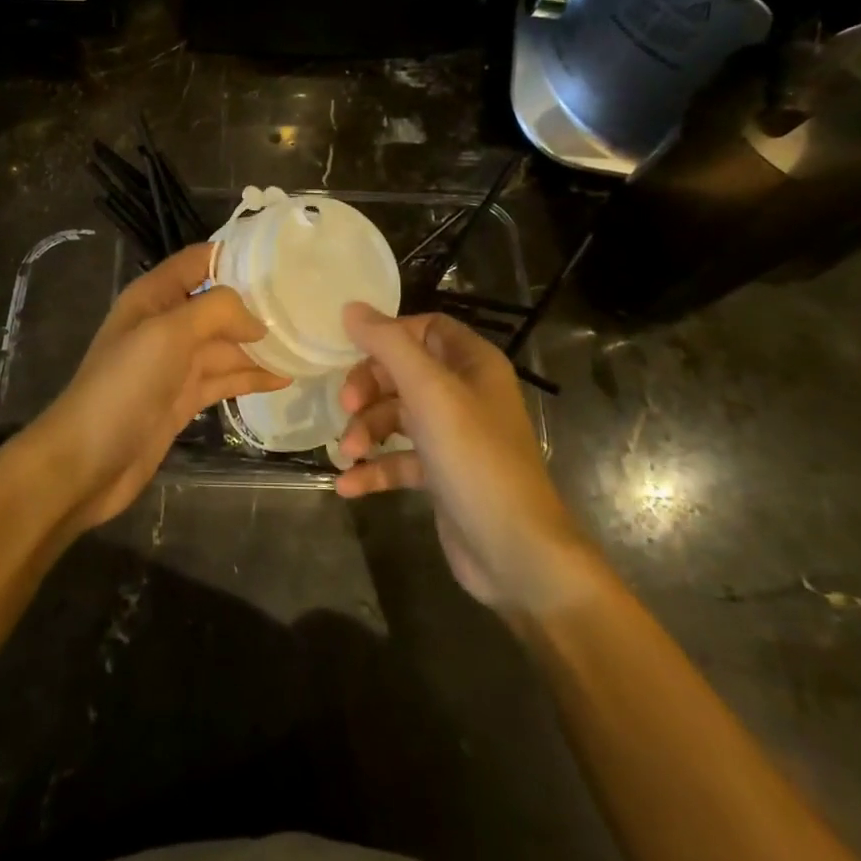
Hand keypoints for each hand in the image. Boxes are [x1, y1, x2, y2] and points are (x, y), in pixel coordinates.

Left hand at [27, 244, 286, 530]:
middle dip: (256, 304)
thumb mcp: (169, 333)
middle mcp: (166, 324)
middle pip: (217, 303)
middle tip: (306, 306)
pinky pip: (223, 379)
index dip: (236, 256)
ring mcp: (174, 364)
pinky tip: (283, 378)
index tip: (283, 261)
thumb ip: (216, 311)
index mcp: (154, 296)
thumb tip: (257, 320)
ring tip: (304, 343)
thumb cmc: (124, 386)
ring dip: (259, 344)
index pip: (199, 261)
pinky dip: (250, 377)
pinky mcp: (182, 398)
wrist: (86, 461)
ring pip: (225, 344)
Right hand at [335, 305, 594, 615]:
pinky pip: (399, 459)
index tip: (352, 350)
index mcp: (473, 364)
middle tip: (345, 407)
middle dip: (369, 388)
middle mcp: (465, 394)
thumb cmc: (474, 457)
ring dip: (366, 431)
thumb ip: (388, 345)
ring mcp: (454, 436)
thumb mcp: (429, 391)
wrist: (516, 552)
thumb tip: (351, 309)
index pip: (425, 328)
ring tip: (347, 454)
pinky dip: (374, 468)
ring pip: (396, 417)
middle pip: (403, 372)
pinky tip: (348, 485)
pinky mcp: (442, 475)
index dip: (389, 335)